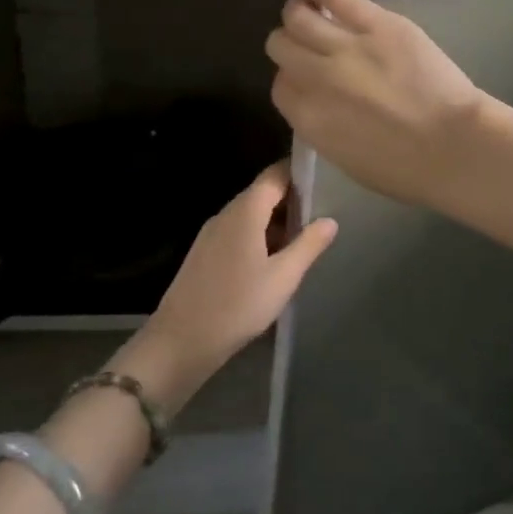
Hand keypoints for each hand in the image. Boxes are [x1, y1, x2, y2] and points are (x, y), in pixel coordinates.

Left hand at [116, 162, 336, 412]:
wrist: (182, 340)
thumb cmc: (238, 305)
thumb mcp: (283, 277)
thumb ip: (308, 245)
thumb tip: (330, 220)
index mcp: (245, 212)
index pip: (274, 175)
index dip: (299, 173)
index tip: (324, 181)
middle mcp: (226, 214)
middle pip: (262, 193)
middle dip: (291, 200)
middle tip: (322, 213)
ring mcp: (211, 234)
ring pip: (249, 215)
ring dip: (276, 221)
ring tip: (304, 238)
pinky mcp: (205, 253)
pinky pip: (237, 232)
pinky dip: (259, 236)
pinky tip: (274, 260)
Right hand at [266, 0, 489, 205]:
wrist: (454, 147)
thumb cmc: (405, 168)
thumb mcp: (346, 159)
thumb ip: (320, 125)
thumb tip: (314, 101)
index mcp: (307, 118)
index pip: (280, 86)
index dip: (292, 79)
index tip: (306, 78)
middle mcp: (315, 77)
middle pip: (281, 46)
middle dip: (289, 46)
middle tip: (307, 45)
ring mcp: (344, 46)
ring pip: (298, 17)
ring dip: (298, 14)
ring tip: (307, 11)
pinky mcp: (375, 23)